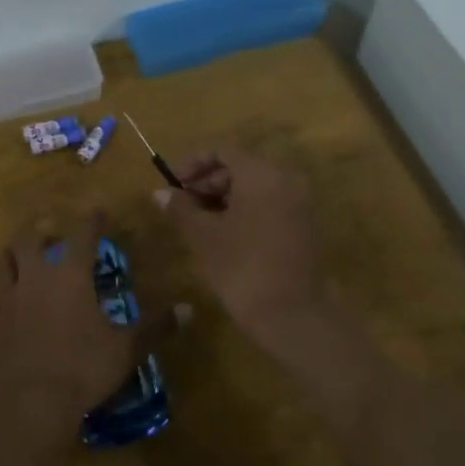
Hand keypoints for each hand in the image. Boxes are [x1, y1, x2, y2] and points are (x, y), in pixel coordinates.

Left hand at [0, 215, 176, 458]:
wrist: (29, 406)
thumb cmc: (83, 369)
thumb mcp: (127, 348)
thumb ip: (155, 325)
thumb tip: (189, 309)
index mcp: (70, 275)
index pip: (82, 234)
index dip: (92, 221)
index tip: (98, 213)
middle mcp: (36, 277)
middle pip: (29, 239)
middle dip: (39, 231)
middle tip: (51, 236)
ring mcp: (8, 299)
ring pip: (3, 262)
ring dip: (14, 254)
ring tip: (23, 258)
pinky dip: (1, 290)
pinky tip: (8, 299)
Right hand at [156, 148, 325, 344]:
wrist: (294, 316)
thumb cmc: (242, 268)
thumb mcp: (203, 237)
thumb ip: (180, 208)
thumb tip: (159, 193)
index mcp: (262, 172)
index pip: (222, 149)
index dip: (191, 163)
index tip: (172, 185)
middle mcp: (286, 178)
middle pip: (240, 166)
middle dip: (207, 182)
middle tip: (182, 207)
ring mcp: (300, 202)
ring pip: (255, 187)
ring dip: (224, 198)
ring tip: (198, 224)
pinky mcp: (304, 225)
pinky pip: (269, 204)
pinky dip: (245, 211)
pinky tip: (224, 236)